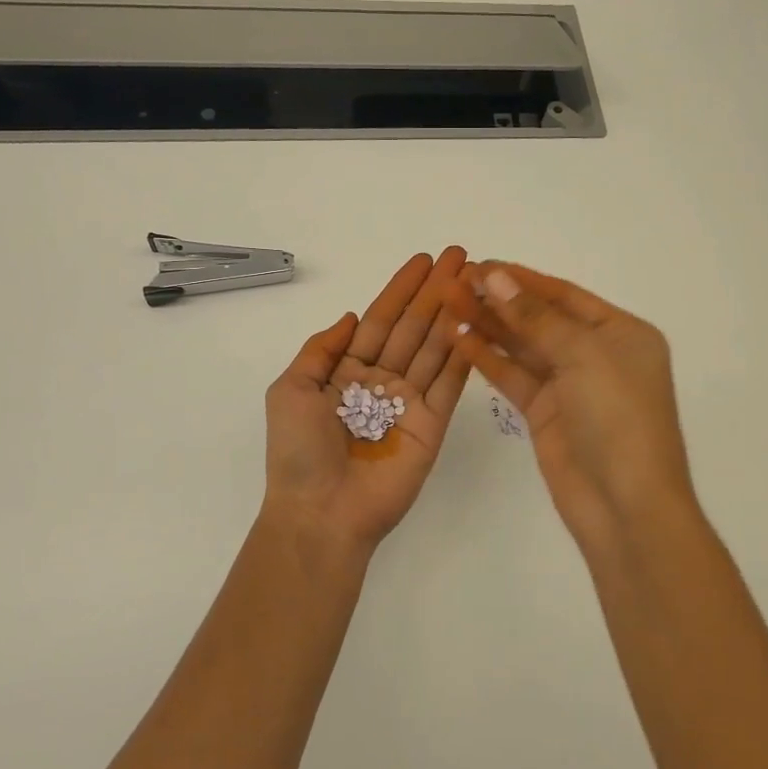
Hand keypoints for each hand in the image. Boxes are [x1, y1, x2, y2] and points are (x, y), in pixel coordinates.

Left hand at [261, 247, 473, 557]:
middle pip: (412, 327)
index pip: (378, 320)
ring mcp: (409, 403)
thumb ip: (320, 350)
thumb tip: (349, 316)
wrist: (321, 512)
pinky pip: (450, 384)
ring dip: (454, 314)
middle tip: (459, 257)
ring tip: (475, 282)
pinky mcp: (432, 425)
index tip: (422, 261)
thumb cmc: (299, 451)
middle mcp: (381, 382)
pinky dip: (463, 354)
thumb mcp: (290, 389)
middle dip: (434, 292)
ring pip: (434, 348)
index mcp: (347, 372)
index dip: (400, 290)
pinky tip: (477, 323)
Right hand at [450, 263, 697, 550]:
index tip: (480, 265)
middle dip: (499, 300)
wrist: (625, 505)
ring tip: (448, 303)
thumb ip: (536, 317)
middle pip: (540, 318)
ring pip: (522, 347)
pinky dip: (487, 358)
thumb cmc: (618, 418)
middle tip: (455, 282)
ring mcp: (569, 386)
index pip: (564, 296)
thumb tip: (497, 276)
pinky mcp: (545, 413)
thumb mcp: (583, 356)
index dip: (521, 279)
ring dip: (488, 325)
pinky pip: (513, 377)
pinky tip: (458, 337)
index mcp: (621, 333)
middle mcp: (596, 354)